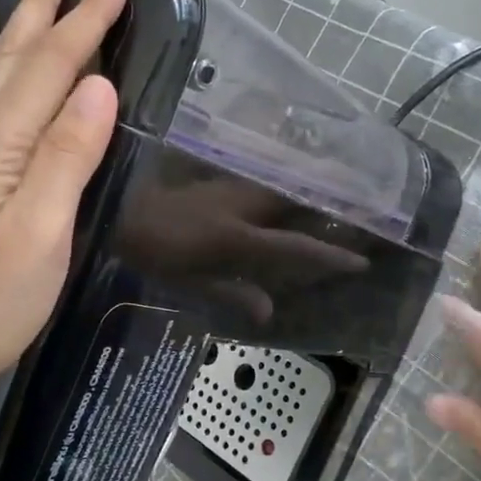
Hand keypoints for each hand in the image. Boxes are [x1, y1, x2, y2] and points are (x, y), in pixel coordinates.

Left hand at [119, 176, 367, 322]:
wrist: (114, 209)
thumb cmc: (148, 252)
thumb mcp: (186, 283)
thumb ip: (229, 294)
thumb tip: (268, 310)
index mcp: (232, 238)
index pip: (292, 248)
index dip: (329, 256)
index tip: (362, 261)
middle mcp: (238, 205)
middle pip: (296, 200)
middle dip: (332, 199)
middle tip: (366, 200)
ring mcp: (227, 184)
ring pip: (278, 182)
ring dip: (309, 182)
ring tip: (342, 180)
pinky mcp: (216, 173)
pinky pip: (258, 173)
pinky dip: (280, 175)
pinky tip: (292, 170)